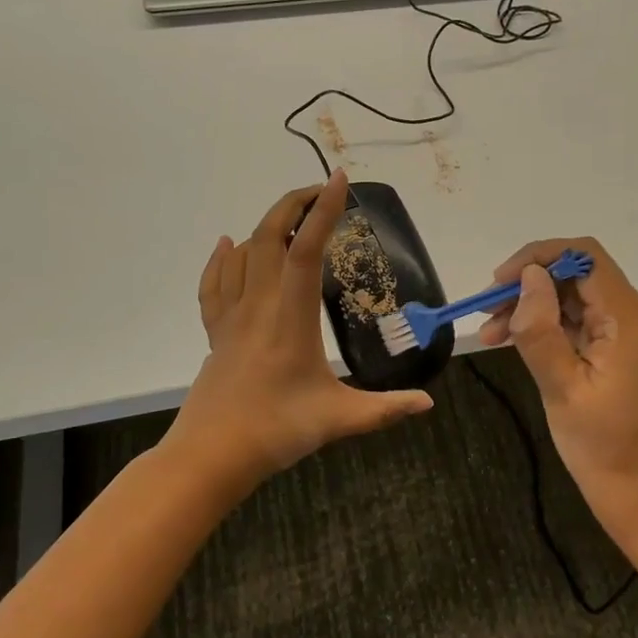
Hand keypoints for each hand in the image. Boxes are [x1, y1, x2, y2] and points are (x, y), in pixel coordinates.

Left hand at [171, 169, 432, 488]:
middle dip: (293, 204)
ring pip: (242, 253)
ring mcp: (231, 316)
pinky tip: (228, 245)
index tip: (339, 181)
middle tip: (320, 192)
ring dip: (266, 226)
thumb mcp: (339, 419)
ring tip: (291, 218)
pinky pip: (214, 282)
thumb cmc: (276, 431)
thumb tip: (428, 403)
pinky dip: (222, 258)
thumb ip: (386, 409)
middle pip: (269, 236)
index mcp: (291, 316)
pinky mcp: (215, 332)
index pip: (307, 250)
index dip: (324, 211)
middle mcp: (259, 304)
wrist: (210, 456)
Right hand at [479, 238, 637, 538]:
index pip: (586, 258)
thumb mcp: (560, 388)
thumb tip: (529, 277)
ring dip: (536, 307)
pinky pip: (588, 321)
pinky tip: (517, 340)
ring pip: (580, 298)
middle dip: (530, 286)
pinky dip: (553, 326)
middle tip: (487, 312)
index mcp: (633, 322)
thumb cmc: (601, 448)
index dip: (539, 257)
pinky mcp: (631, 349)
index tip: (499, 282)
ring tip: (492, 333)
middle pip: (581, 276)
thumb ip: (540, 329)